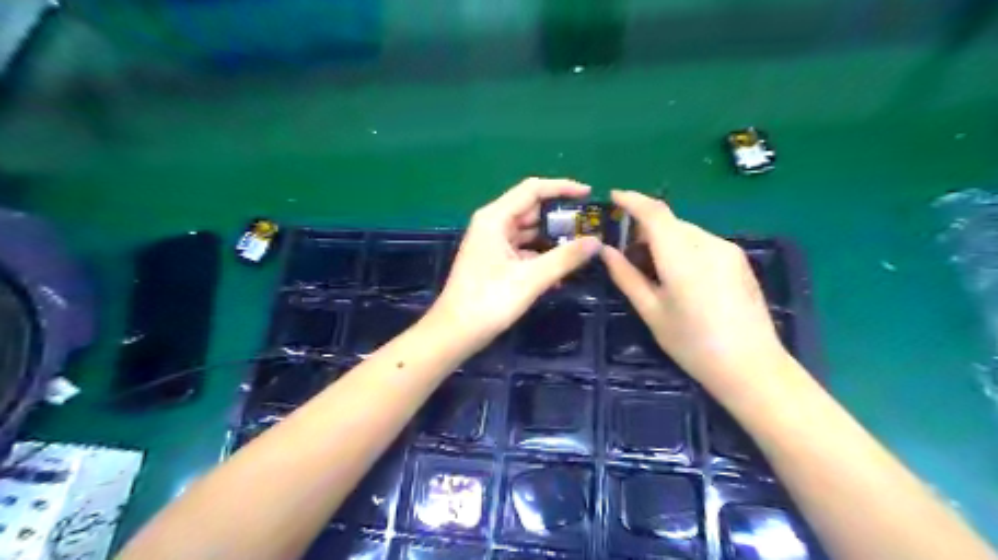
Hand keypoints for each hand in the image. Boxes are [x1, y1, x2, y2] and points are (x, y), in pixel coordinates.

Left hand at [431, 177, 598, 349]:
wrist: (455, 333)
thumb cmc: (489, 301)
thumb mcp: (531, 278)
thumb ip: (565, 257)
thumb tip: (596, 241)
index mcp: (495, 218)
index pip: (533, 189)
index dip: (562, 187)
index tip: (589, 194)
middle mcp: (493, 224)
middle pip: (532, 209)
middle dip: (561, 217)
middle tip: (591, 226)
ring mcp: (493, 243)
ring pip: (529, 232)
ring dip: (553, 238)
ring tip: (583, 246)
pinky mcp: (495, 261)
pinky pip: (524, 250)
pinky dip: (542, 256)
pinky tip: (563, 270)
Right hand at [595, 190, 792, 394]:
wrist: (752, 367)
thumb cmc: (693, 344)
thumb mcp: (652, 312)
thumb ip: (626, 277)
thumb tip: (606, 251)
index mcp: (682, 257)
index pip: (655, 214)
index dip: (632, 201)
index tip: (613, 197)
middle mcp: (708, 244)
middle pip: (670, 222)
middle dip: (645, 229)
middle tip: (627, 254)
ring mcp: (728, 250)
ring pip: (686, 232)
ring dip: (664, 240)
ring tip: (653, 270)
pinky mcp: (738, 259)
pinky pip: (701, 242)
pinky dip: (682, 248)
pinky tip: (679, 277)